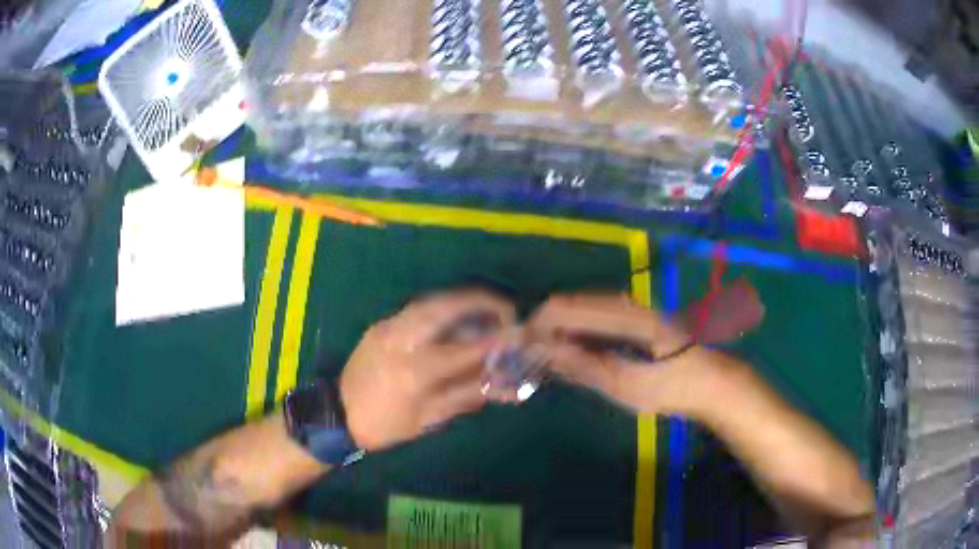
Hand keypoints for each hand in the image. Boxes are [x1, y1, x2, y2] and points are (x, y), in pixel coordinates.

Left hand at [340, 289, 515, 450]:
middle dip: (482, 302)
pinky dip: (443, 307)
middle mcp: (400, 340)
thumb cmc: (384, 425)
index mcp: (413, 372)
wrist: (337, 414)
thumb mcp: (428, 419)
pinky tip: (456, 317)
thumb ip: (467, 396)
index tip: (521, 334)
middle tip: (506, 310)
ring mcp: (387, 327)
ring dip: (463, 301)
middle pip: (446, 307)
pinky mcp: (381, 323)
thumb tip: (506, 387)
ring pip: (431, 301)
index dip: (497, 340)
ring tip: (487, 310)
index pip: (464, 350)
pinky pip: (418, 308)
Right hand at [528, 293, 720, 415]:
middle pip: (573, 304)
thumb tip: (546, 351)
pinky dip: (580, 333)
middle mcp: (627, 303)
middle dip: (547, 326)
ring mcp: (634, 309)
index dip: (539, 324)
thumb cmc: (674, 388)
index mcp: (625, 315)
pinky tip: (573, 351)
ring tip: (545, 355)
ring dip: (562, 329)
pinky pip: (598, 318)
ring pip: (585, 310)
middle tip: (529, 355)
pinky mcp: (637, 318)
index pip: (568, 308)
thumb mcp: (628, 386)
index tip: (520, 347)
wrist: (715, 383)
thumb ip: (586, 366)